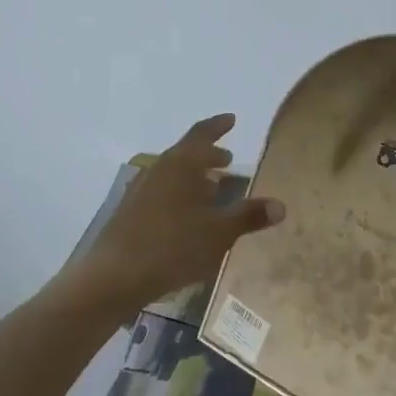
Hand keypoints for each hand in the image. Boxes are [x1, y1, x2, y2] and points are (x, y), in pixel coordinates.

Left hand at [76, 114, 285, 310]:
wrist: (114, 276)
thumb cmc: (172, 247)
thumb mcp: (218, 233)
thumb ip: (249, 216)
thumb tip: (281, 205)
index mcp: (180, 165)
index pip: (201, 135)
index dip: (218, 126)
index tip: (231, 119)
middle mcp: (158, 170)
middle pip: (185, 153)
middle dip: (208, 155)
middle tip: (227, 159)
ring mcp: (140, 191)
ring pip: (172, 174)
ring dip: (192, 176)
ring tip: (211, 188)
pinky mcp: (130, 212)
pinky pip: (161, 191)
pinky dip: (179, 193)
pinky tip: (185, 215)